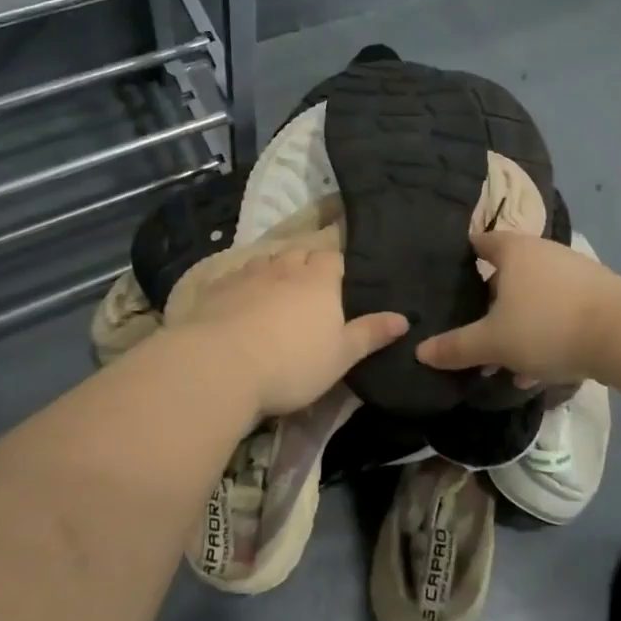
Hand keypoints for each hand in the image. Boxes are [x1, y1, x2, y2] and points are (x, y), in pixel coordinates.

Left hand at [166, 243, 407, 417]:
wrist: (219, 366)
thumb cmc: (291, 363)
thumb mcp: (341, 356)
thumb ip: (371, 334)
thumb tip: (404, 318)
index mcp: (319, 279)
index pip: (333, 258)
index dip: (337, 268)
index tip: (339, 285)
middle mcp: (284, 267)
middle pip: (299, 253)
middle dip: (306, 265)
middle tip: (309, 290)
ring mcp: (247, 274)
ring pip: (266, 262)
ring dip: (274, 272)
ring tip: (275, 294)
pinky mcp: (216, 288)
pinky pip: (235, 277)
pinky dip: (242, 286)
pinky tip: (239, 304)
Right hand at [415, 229, 620, 384]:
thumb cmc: (547, 325)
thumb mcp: (494, 342)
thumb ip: (456, 347)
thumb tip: (420, 352)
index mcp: (514, 251)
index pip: (481, 242)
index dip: (465, 256)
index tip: (450, 276)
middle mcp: (544, 252)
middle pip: (509, 271)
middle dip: (492, 300)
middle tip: (475, 326)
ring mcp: (575, 272)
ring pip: (535, 296)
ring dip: (520, 323)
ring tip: (507, 359)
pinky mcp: (599, 295)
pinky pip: (560, 310)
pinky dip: (547, 331)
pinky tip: (542, 366)